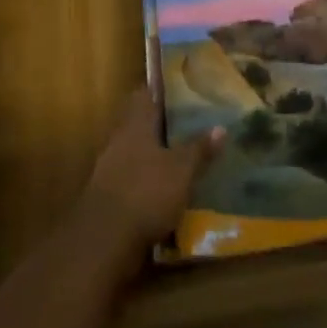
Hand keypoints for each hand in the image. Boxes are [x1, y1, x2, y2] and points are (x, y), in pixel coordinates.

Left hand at [78, 90, 223, 260]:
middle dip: (161, 124)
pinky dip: (149, 180)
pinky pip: (133, 178)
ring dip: (155, 154)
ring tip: (183, 156)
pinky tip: (167, 189)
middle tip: (189, 122)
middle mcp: (119, 140)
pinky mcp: (109, 196)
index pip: (145, 95)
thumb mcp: (181, 170)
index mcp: (136, 124)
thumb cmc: (146, 192)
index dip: (160, 89)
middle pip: (140, 123)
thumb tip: (221, 127)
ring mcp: (110, 168)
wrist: (105, 240)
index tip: (179, 87)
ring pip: (136, 151)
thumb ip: (199, 149)